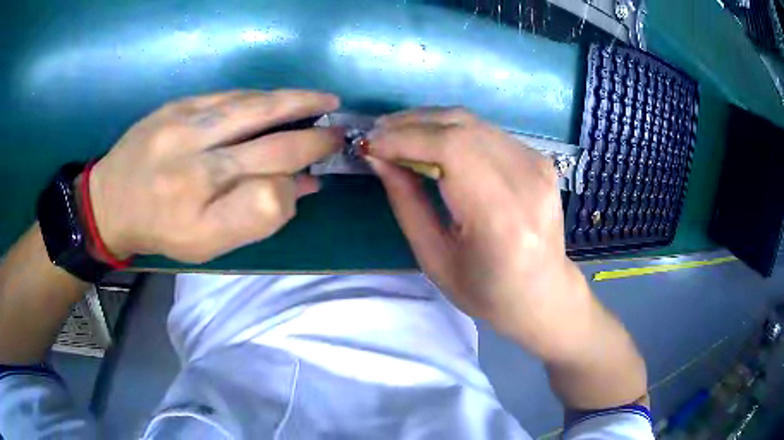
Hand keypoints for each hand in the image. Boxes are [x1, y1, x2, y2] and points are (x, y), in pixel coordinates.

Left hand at [87, 90, 340, 262]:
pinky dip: (260, 97)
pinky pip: (229, 96)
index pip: (269, 195)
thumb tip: (300, 186)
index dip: (299, 182)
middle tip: (338, 128)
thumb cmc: (160, 229)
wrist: (109, 201)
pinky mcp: (176, 105)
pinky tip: (278, 98)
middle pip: (268, 143)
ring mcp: (184, 126)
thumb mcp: (206, 244)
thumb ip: (254, 218)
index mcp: (201, 209)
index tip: (318, 173)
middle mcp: (195, 163)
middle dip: (312, 136)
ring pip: (252, 108)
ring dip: (294, 102)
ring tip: (322, 99)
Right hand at [367, 108, 595, 359]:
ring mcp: (538, 165)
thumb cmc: (487, 292)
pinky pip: (487, 132)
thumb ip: (406, 203)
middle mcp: (526, 180)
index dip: (404, 138)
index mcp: (501, 217)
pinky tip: (433, 144)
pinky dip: (453, 131)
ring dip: (429, 122)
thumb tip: (378, 157)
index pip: (451, 149)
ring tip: (398, 135)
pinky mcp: (540, 160)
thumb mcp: (435, 259)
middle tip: (378, 134)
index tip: (369, 143)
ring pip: (473, 122)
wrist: (544, 294)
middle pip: (461, 126)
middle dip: (411, 123)